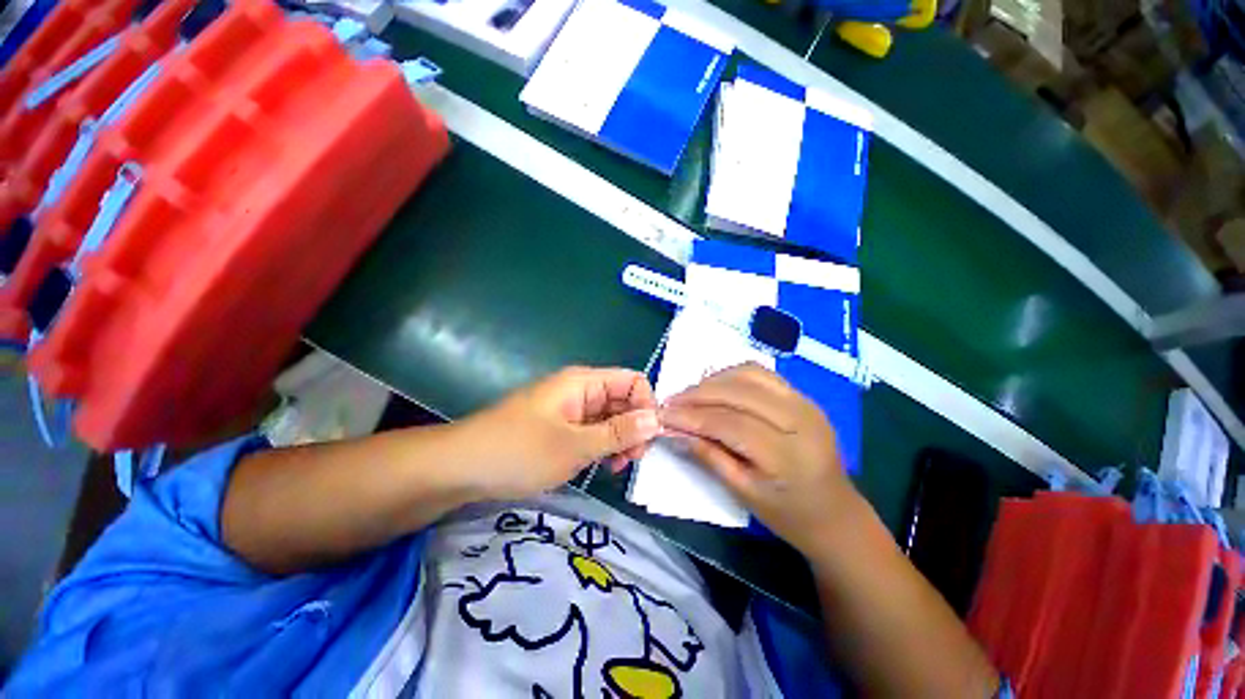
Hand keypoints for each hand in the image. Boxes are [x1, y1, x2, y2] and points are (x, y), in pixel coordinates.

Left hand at [457, 366, 660, 499]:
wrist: (460, 467)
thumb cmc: (519, 451)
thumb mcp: (575, 446)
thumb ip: (619, 432)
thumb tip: (657, 419)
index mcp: (584, 382)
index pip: (633, 381)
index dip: (646, 406)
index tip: (648, 439)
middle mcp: (580, 389)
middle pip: (623, 399)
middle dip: (634, 427)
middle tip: (631, 460)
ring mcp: (569, 408)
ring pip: (609, 416)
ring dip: (619, 439)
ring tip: (616, 467)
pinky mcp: (560, 425)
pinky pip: (592, 429)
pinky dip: (602, 445)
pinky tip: (600, 465)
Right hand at [659, 362, 857, 557]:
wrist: (835, 511)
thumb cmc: (789, 513)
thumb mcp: (744, 493)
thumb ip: (710, 457)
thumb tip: (677, 431)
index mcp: (788, 454)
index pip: (731, 423)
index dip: (693, 417)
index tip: (663, 415)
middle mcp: (800, 419)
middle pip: (738, 392)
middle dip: (698, 394)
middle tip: (671, 402)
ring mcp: (804, 402)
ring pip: (748, 374)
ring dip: (713, 381)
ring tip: (690, 395)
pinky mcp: (802, 395)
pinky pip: (760, 374)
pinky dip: (732, 376)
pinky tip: (715, 387)